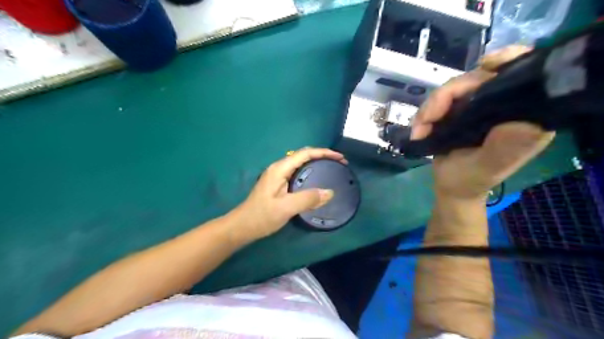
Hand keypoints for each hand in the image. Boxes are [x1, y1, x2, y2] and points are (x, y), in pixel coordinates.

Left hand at [232, 147, 343, 239]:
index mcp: (280, 169)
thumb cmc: (262, 216)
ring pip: (301, 164)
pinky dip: (310, 173)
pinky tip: (316, 181)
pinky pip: (298, 173)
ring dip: (316, 164)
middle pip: (303, 156)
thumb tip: (330, 192)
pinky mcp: (278, 184)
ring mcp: (278, 176)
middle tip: (339, 164)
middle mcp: (279, 168)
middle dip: (322, 156)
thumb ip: (308, 199)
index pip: (305, 153)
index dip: (324, 153)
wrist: (242, 226)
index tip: (340, 158)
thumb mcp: (286, 208)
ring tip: (331, 169)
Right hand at [413, 46, 552, 201]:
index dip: (508, 62)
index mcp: (524, 116)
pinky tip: (419, 128)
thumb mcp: (487, 168)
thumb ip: (504, 147)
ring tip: (419, 130)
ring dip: (431, 107)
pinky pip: (442, 100)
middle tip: (425, 120)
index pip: (524, 76)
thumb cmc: (470, 181)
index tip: (485, 65)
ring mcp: (481, 107)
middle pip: (478, 79)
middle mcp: (504, 106)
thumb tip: (521, 121)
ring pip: (455, 89)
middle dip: (447, 96)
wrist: (450, 187)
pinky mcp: (462, 110)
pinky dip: (426, 112)